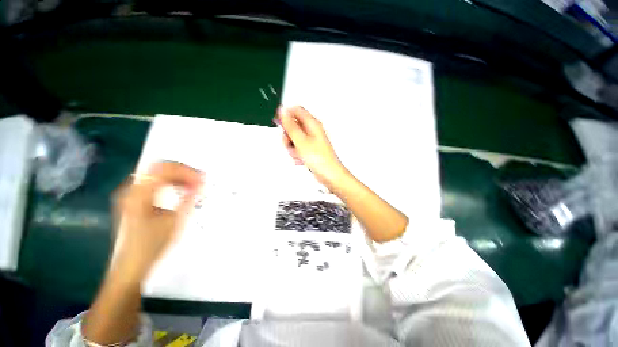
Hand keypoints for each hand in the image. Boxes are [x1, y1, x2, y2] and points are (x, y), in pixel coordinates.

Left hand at [112, 161, 202, 280]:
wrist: (130, 266)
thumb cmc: (151, 246)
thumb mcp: (174, 222)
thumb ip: (188, 199)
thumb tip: (201, 183)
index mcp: (139, 194)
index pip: (164, 169)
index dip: (186, 171)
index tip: (202, 179)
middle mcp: (132, 189)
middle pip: (159, 168)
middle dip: (183, 171)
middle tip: (200, 179)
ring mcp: (131, 194)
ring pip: (157, 174)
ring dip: (178, 176)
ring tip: (194, 184)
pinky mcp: (134, 200)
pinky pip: (155, 183)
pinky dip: (171, 183)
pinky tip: (181, 190)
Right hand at [277, 106, 347, 186]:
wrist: (329, 175)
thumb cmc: (320, 159)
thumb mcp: (301, 141)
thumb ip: (290, 126)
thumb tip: (282, 111)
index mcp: (312, 123)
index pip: (296, 110)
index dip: (286, 115)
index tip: (279, 124)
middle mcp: (312, 130)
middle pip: (293, 126)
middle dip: (288, 136)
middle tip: (291, 144)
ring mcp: (311, 141)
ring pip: (294, 139)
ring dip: (292, 147)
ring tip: (298, 154)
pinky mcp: (310, 150)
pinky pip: (297, 148)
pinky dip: (297, 154)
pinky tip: (301, 159)